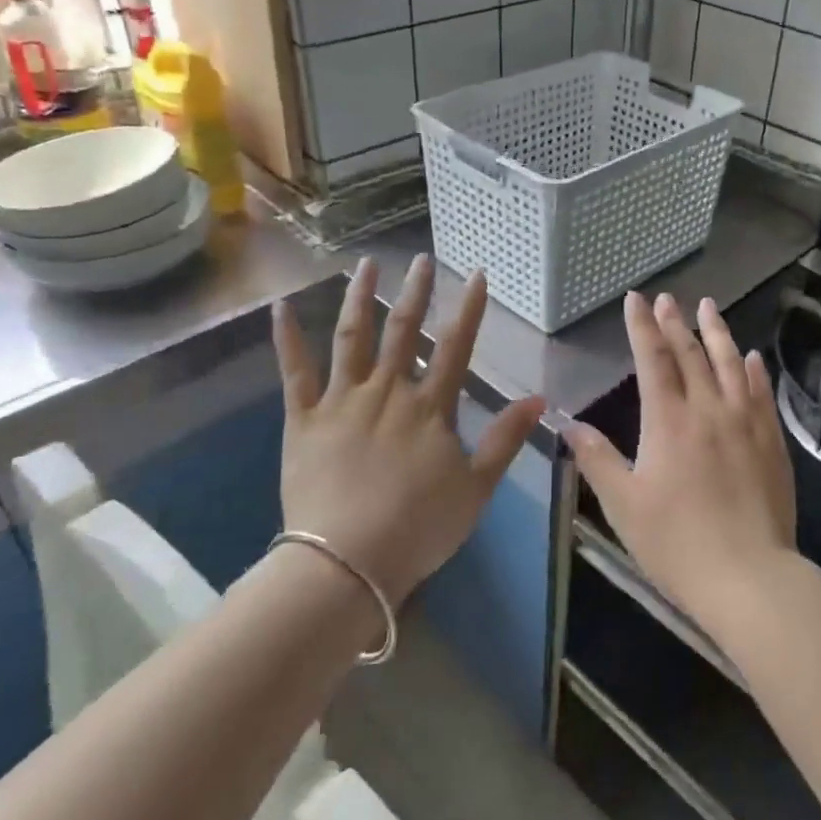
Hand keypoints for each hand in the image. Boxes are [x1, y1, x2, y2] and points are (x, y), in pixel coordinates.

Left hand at [271, 255, 543, 603]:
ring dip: (358, 297)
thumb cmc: (419, 527)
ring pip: (351, 338)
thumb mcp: (477, 487)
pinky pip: (294, 373)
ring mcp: (342, 401)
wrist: (348, 562)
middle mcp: (387, 391)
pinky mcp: (303, 420)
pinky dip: (286, 339)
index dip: (468, 308)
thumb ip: (506, 438)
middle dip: (416, 291)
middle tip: (421, 258)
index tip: (475, 274)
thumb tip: (539, 398)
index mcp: (429, 407)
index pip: (455, 345)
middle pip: (403, 330)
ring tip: (365, 264)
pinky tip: (281, 307)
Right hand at [565, 292, 795, 628]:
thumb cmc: (676, 542)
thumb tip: (568, 424)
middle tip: (667, 298)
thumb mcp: (624, 504)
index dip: (642, 327)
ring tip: (709, 306)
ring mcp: (746, 422)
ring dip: (717, 332)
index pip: (652, 359)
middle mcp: (708, 409)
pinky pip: (761, 393)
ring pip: (730, 364)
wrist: (748, 576)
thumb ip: (596, 459)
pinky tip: (751, 357)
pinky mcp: (771, 441)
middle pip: (691, 354)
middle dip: (675, 322)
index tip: (636, 299)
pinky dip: (753, 370)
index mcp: (668, 421)